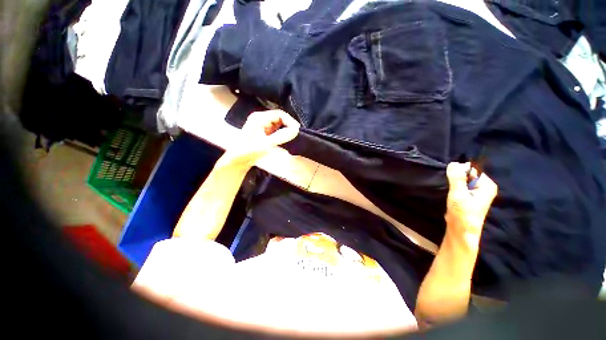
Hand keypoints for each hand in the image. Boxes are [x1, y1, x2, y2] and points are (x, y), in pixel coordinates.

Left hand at [217, 110, 300, 169]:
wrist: (238, 160)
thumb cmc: (249, 151)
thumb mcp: (266, 144)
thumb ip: (282, 136)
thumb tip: (296, 130)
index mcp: (260, 118)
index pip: (280, 114)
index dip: (290, 121)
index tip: (297, 131)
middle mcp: (260, 118)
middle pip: (279, 117)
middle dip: (288, 125)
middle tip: (295, 134)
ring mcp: (261, 125)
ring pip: (278, 123)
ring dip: (285, 129)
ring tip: (290, 137)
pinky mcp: (262, 131)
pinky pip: (275, 129)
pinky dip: (281, 133)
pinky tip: (283, 139)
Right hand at [445, 162, 497, 243]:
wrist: (461, 231)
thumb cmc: (462, 213)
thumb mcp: (458, 194)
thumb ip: (456, 178)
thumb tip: (453, 162)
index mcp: (487, 185)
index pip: (472, 168)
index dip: (460, 170)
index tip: (450, 175)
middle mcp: (484, 186)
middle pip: (467, 173)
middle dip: (456, 176)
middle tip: (448, 182)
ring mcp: (477, 191)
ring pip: (463, 179)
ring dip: (454, 181)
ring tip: (448, 187)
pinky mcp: (469, 196)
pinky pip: (461, 185)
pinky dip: (454, 186)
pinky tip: (449, 191)